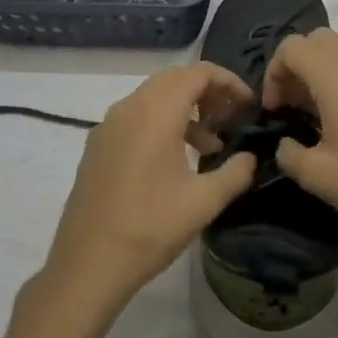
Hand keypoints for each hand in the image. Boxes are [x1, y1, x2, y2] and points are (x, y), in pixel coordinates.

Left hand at [43, 62, 256, 304]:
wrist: (87, 264)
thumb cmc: (150, 228)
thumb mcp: (204, 202)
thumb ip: (235, 173)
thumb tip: (250, 157)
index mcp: (155, 112)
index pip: (197, 73)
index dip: (227, 81)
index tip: (248, 104)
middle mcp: (129, 107)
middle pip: (174, 79)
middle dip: (207, 92)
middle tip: (232, 117)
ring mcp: (108, 125)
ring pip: (153, 97)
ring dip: (185, 109)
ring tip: (211, 143)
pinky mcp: (98, 145)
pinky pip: (136, 116)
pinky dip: (162, 122)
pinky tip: (177, 159)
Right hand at [262, 29, 337, 263]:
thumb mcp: (315, 175)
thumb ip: (288, 152)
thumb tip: (286, 144)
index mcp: (335, 77)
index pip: (292, 47)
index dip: (274, 72)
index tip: (274, 110)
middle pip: (319, 40)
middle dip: (297, 65)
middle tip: (291, 105)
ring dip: (322, 73)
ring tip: (316, 116)